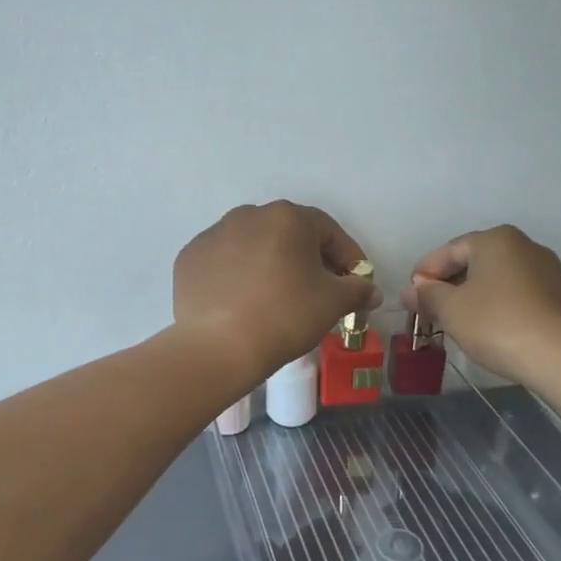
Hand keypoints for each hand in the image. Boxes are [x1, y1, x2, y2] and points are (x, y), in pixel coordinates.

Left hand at [174, 202, 381, 382]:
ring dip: (270, 264)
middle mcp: (247, 215)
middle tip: (318, 291)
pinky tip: (242, 303)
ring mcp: (213, 234)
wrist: (219, 346)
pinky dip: (237, 276)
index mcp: (287, 217)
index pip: (328, 231)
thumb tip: (371, 290)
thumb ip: (357, 290)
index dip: (347, 257)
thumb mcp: (332, 302)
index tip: (355, 283)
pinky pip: (224, 262)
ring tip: (277, 297)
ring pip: (253, 246)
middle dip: (307, 259)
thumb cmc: (285, 315)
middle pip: (288, 234)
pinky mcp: (189, 258)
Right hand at [401, 226, 560, 380]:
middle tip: (431, 313)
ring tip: (459, 325)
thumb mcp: (451, 310)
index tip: (411, 300)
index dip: (424, 275)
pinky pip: (520, 296)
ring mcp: (549, 271)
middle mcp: (524, 246)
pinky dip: (500, 308)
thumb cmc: (498, 324)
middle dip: (450, 286)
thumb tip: (411, 291)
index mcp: (495, 239)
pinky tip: (492, 332)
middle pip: (474, 263)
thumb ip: (427, 296)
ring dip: (474, 298)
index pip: (447, 251)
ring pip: (498, 280)